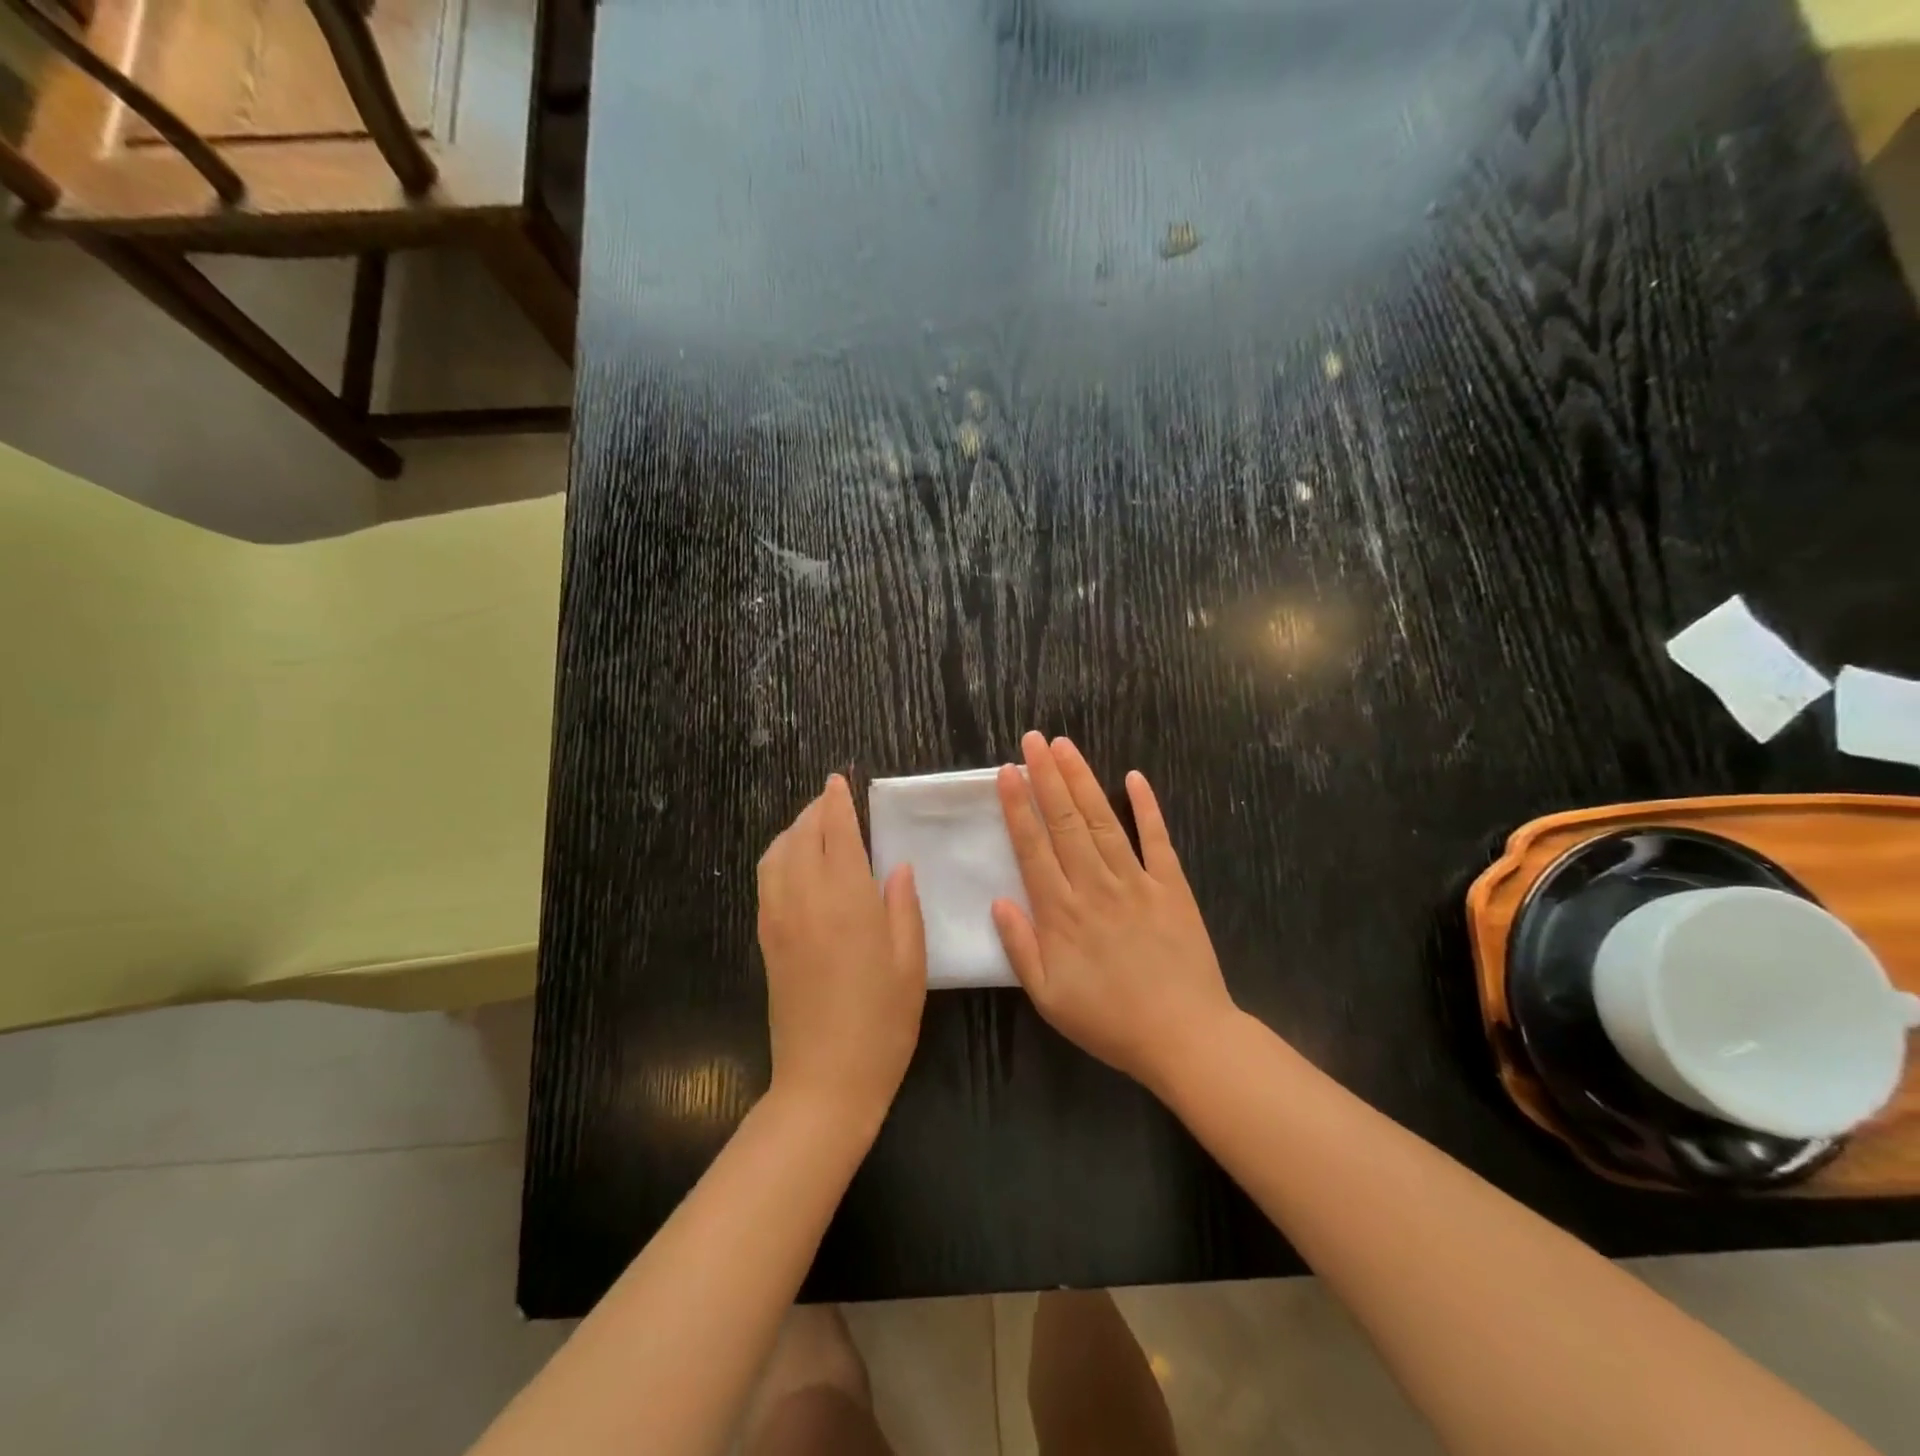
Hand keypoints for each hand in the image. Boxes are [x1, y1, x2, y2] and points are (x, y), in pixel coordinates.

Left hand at [757, 775, 926, 1122]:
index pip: (837, 833)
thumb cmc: (882, 1022)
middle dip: (815, 811)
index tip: (838, 781)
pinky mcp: (766, 941)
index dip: (837, 803)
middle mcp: (806, 899)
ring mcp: (779, 920)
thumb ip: (903, 906)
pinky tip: (793, 864)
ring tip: (812, 826)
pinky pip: (766, 882)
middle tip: (831, 799)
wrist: (825, 1080)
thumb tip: (898, 866)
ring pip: (776, 856)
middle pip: (802, 837)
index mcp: (847, 899)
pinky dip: (777, 858)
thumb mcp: (911, 963)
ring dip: (792, 831)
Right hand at [992, 733, 1237, 1092]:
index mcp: (1061, 912)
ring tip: (1066, 747)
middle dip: (1047, 777)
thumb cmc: (1108, 1020)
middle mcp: (1094, 886)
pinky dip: (1148, 807)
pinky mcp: (1172, 887)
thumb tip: (997, 901)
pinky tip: (1135, 777)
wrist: (1183, 1036)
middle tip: (1034, 739)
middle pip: (1066, 822)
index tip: (1007, 772)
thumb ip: (1020, 947)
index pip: (1033, 848)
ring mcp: (1136, 882)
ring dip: (1083, 781)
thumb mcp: (1048, 998)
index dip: (1018, 807)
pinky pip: (1157, 840)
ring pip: (1104, 821)